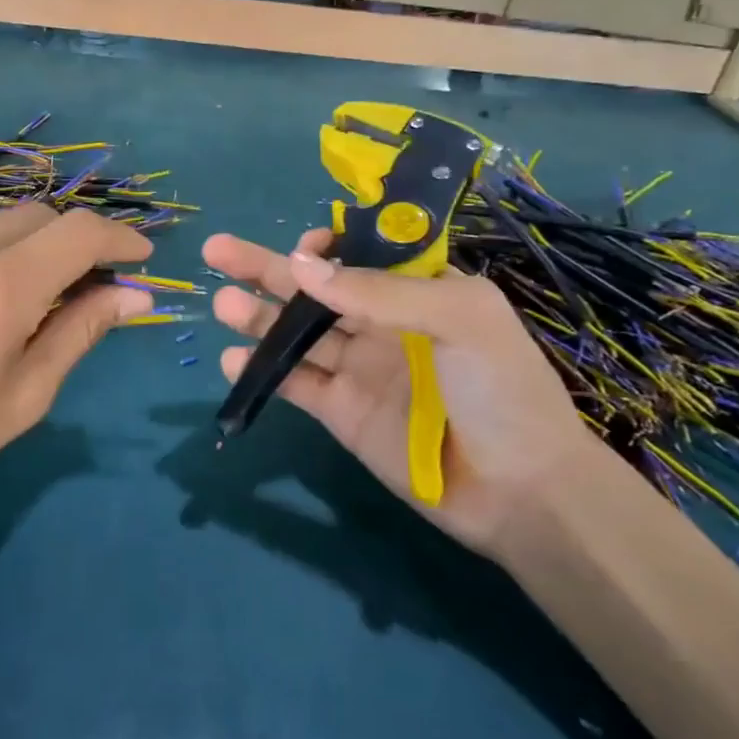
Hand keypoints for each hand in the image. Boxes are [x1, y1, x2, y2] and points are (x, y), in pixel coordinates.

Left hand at [0, 205, 152, 600]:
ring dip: (18, 246)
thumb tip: (134, 296)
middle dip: (69, 244)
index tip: (137, 259)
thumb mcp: (22, 398)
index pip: (80, 231)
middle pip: (37, 216)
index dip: (118, 238)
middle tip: (75, 289)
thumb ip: (81, 333)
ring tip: (10, 299)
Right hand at [206, 228, 606, 556]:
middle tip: (217, 250)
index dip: (324, 246)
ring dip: (257, 316)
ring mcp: (359, 368)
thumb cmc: (502, 390)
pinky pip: (296, 382)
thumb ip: (378, 291)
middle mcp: (382, 323)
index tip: (300, 246)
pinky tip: (233, 360)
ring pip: (297, 333)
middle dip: (266, 268)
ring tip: (221, 303)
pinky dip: (263, 370)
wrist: (521, 492)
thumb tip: (300, 265)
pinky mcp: (342, 412)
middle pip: (314, 288)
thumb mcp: (458, 319)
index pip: (359, 254)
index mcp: (418, 290)